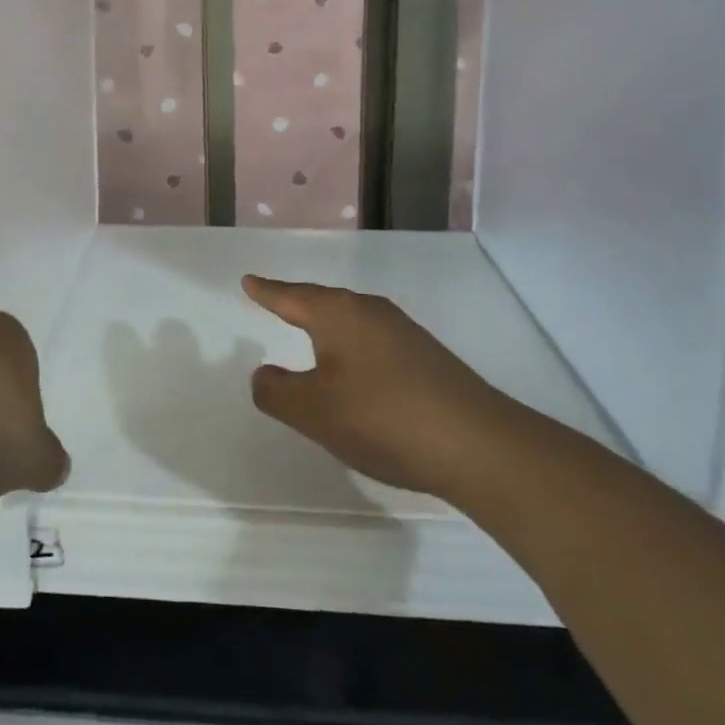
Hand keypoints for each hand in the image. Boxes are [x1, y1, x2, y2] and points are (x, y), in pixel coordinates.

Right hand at [242, 274, 512, 502]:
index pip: (291, 296)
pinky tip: (358, 374)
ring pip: (352, 322)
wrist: (476, 443)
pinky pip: (374, 342)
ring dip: (328, 330)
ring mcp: (403, 332)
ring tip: (312, 338)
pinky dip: (354, 351)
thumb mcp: (314, 412)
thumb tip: (264, 374)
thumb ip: (278, 392)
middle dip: (298, 305)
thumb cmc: (381, 418)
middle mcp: (370, 312)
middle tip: (275, 303)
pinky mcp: (426, 357)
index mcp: (338, 314)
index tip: (249, 281)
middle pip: (323, 303)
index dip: (267, 292)